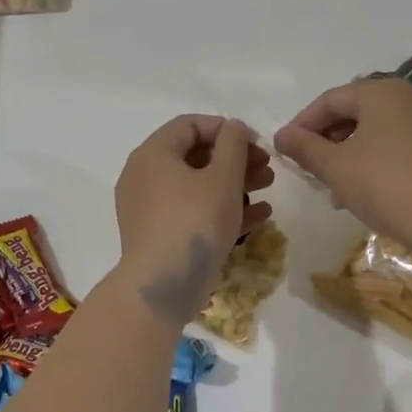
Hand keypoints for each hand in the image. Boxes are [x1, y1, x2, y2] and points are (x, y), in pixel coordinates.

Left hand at [115, 116, 272, 321]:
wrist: (163, 285)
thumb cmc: (194, 221)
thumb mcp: (223, 178)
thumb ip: (233, 145)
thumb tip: (234, 127)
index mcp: (153, 153)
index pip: (190, 125)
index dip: (226, 129)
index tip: (256, 143)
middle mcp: (144, 176)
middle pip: (195, 156)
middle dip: (235, 160)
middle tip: (267, 168)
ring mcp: (148, 208)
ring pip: (196, 186)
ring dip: (234, 184)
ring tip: (267, 189)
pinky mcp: (157, 235)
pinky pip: (191, 212)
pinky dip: (220, 209)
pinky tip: (259, 217)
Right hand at [275, 77, 411, 261]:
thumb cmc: (386, 184)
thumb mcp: (336, 166)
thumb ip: (304, 147)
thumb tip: (282, 136)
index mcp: (380, 92)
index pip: (329, 100)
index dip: (302, 124)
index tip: (284, 150)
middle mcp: (406, 97)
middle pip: (352, 113)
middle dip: (325, 141)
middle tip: (307, 169)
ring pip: (373, 132)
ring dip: (346, 155)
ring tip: (331, 188)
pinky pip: (393, 146)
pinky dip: (370, 162)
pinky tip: (360, 192)